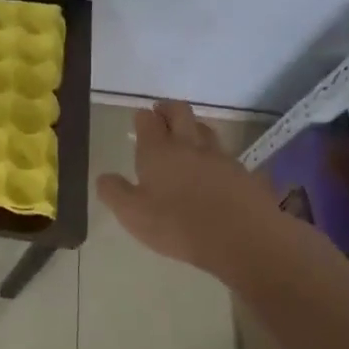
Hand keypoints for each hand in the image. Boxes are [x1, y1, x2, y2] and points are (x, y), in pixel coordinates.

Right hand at [95, 101, 281, 278]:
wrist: (244, 239)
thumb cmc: (178, 226)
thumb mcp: (132, 214)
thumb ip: (114, 192)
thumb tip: (104, 177)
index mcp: (158, 151)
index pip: (148, 121)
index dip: (143, 117)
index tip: (140, 118)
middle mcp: (189, 146)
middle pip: (181, 113)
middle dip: (169, 109)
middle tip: (161, 113)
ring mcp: (220, 157)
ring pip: (205, 130)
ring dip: (194, 128)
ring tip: (187, 137)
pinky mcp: (243, 173)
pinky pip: (225, 155)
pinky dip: (215, 155)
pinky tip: (213, 169)